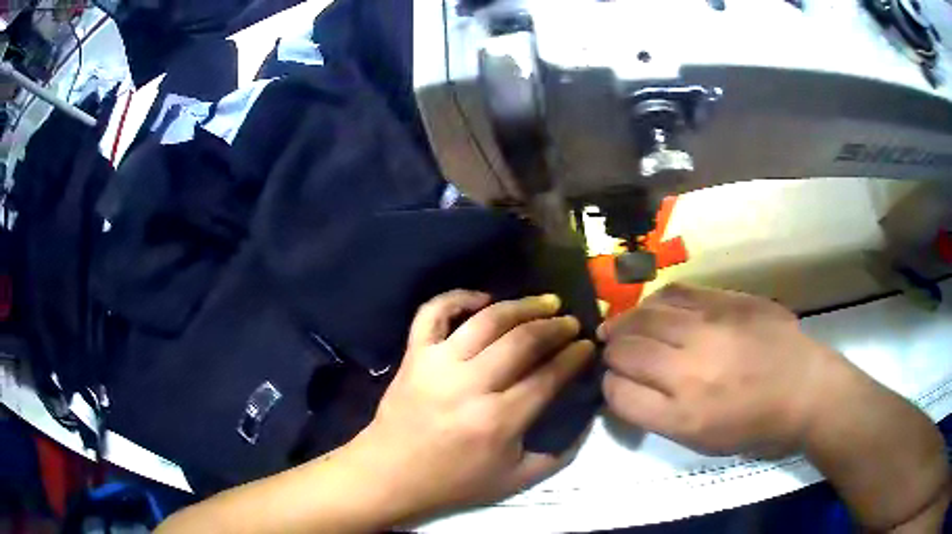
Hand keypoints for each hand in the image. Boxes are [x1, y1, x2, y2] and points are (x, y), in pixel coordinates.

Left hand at [346, 290, 594, 521]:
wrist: (390, 475)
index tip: (587, 346)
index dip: (574, 357)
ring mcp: (437, 365)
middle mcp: (470, 386)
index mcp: (498, 421)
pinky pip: (432, 313)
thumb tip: (588, 420)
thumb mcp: (515, 480)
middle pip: (523, 341)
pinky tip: (483, 299)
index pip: (548, 376)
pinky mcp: (413, 355)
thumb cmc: (454, 482)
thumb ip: (558, 455)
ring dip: (521, 306)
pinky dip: (457, 298)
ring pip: (486, 320)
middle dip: (555, 327)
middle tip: (571, 322)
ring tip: (544, 302)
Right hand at [599, 284, 841, 456]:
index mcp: (681, 415)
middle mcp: (689, 370)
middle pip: (625, 350)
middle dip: (611, 352)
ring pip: (644, 316)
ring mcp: (709, 329)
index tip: (615, 383)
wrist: (804, 388)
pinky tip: (654, 309)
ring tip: (622, 327)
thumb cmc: (754, 426)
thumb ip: (659, 415)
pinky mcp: (726, 301)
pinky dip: (655, 302)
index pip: (618, 392)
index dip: (609, 386)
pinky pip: (676, 293)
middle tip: (613, 353)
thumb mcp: (701, 441)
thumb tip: (628, 386)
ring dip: (625, 323)